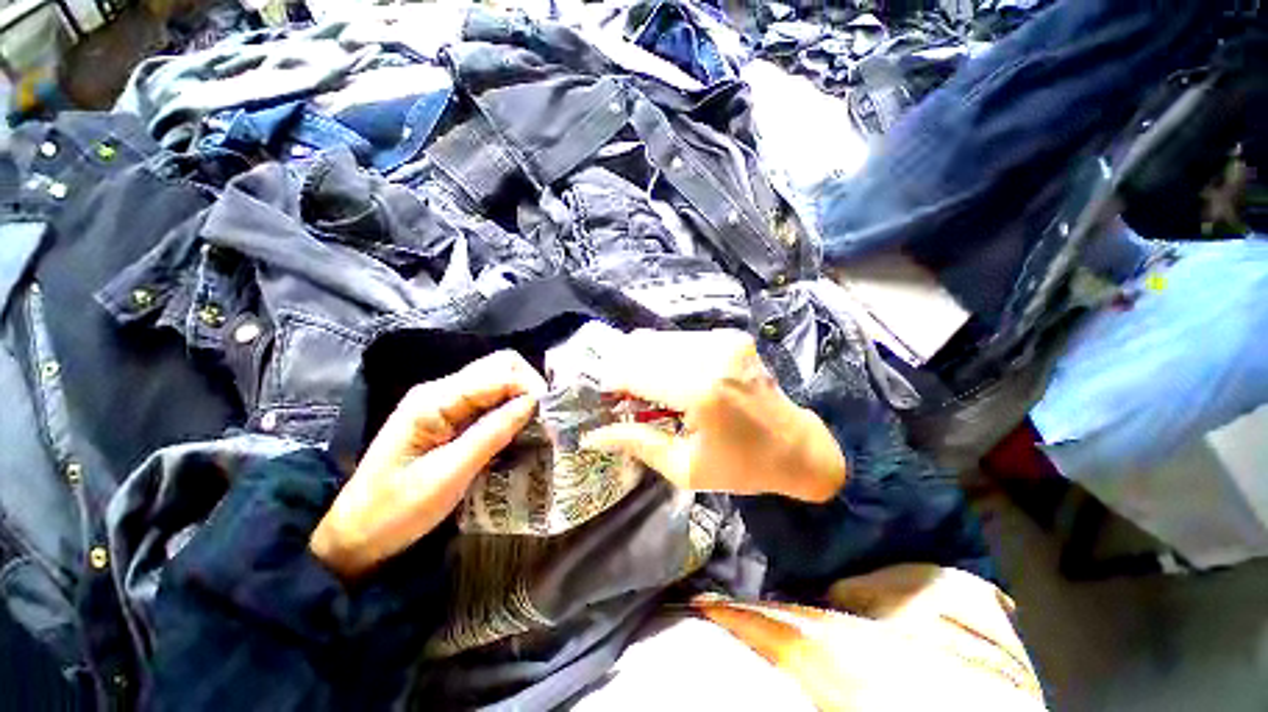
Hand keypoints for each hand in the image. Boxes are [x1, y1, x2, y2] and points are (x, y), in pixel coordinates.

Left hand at [310, 351, 545, 578]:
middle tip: (545, 418)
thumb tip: (533, 402)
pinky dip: (509, 409)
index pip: (499, 373)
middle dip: (529, 386)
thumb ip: (492, 433)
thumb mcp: (449, 474)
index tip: (551, 415)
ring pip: (497, 381)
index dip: (530, 387)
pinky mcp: (448, 417)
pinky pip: (489, 400)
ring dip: (521, 397)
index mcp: (435, 399)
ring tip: (537, 424)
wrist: (356, 535)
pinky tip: (517, 429)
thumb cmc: (397, 510)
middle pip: (500, 367)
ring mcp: (444, 402)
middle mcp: (441, 390)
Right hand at [580, 329, 845, 501]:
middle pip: (644, 347)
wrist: (796, 446)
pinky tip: (668, 377)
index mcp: (700, 391)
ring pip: (660, 339)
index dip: (612, 380)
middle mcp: (711, 355)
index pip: (635, 370)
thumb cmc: (741, 466)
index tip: (603, 396)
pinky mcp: (730, 337)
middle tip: (622, 394)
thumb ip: (638, 443)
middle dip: (624, 368)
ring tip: (644, 388)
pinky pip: (682, 340)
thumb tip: (595, 434)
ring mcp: (723, 341)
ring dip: (644, 360)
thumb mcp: (684, 468)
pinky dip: (665, 355)